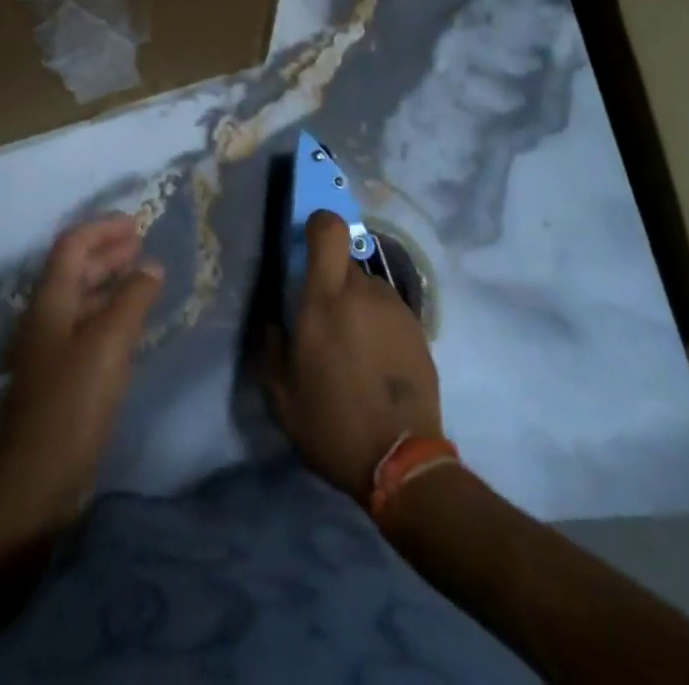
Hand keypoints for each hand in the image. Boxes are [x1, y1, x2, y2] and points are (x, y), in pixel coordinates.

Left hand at [0, 215, 163, 532]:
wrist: (36, 478)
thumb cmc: (72, 402)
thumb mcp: (108, 343)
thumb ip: (131, 299)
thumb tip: (150, 265)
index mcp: (50, 300)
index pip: (72, 245)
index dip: (103, 229)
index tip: (136, 224)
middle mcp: (46, 317)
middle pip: (74, 269)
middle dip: (107, 252)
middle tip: (142, 244)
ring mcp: (50, 348)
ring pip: (81, 298)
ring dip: (109, 282)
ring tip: (143, 277)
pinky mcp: (60, 377)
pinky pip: (86, 327)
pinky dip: (109, 313)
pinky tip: (131, 324)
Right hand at [262, 210, 441, 506]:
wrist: (403, 463)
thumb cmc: (332, 423)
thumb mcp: (280, 393)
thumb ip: (269, 346)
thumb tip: (271, 321)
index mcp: (325, 299)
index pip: (329, 230)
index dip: (318, 225)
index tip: (306, 244)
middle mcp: (363, 292)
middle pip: (344, 262)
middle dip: (329, 282)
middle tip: (323, 323)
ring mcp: (396, 309)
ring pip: (367, 288)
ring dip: (356, 305)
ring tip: (352, 351)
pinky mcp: (419, 329)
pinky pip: (388, 311)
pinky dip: (378, 325)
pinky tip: (375, 364)